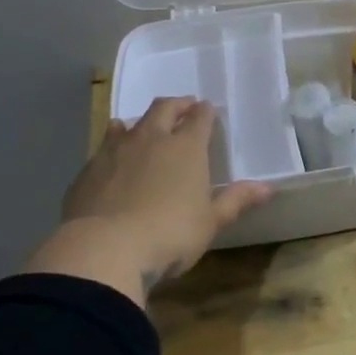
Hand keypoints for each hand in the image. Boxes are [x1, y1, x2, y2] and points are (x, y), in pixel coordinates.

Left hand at [26, 97, 270, 305]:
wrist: (104, 249)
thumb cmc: (170, 234)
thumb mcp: (210, 222)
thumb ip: (235, 201)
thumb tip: (267, 188)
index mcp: (186, 148)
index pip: (200, 118)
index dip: (205, 111)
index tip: (208, 109)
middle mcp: (151, 139)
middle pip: (163, 108)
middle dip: (176, 105)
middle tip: (183, 107)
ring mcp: (114, 151)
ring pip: (128, 124)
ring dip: (140, 122)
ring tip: (144, 128)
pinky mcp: (88, 170)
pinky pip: (103, 148)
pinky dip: (113, 147)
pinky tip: (113, 162)